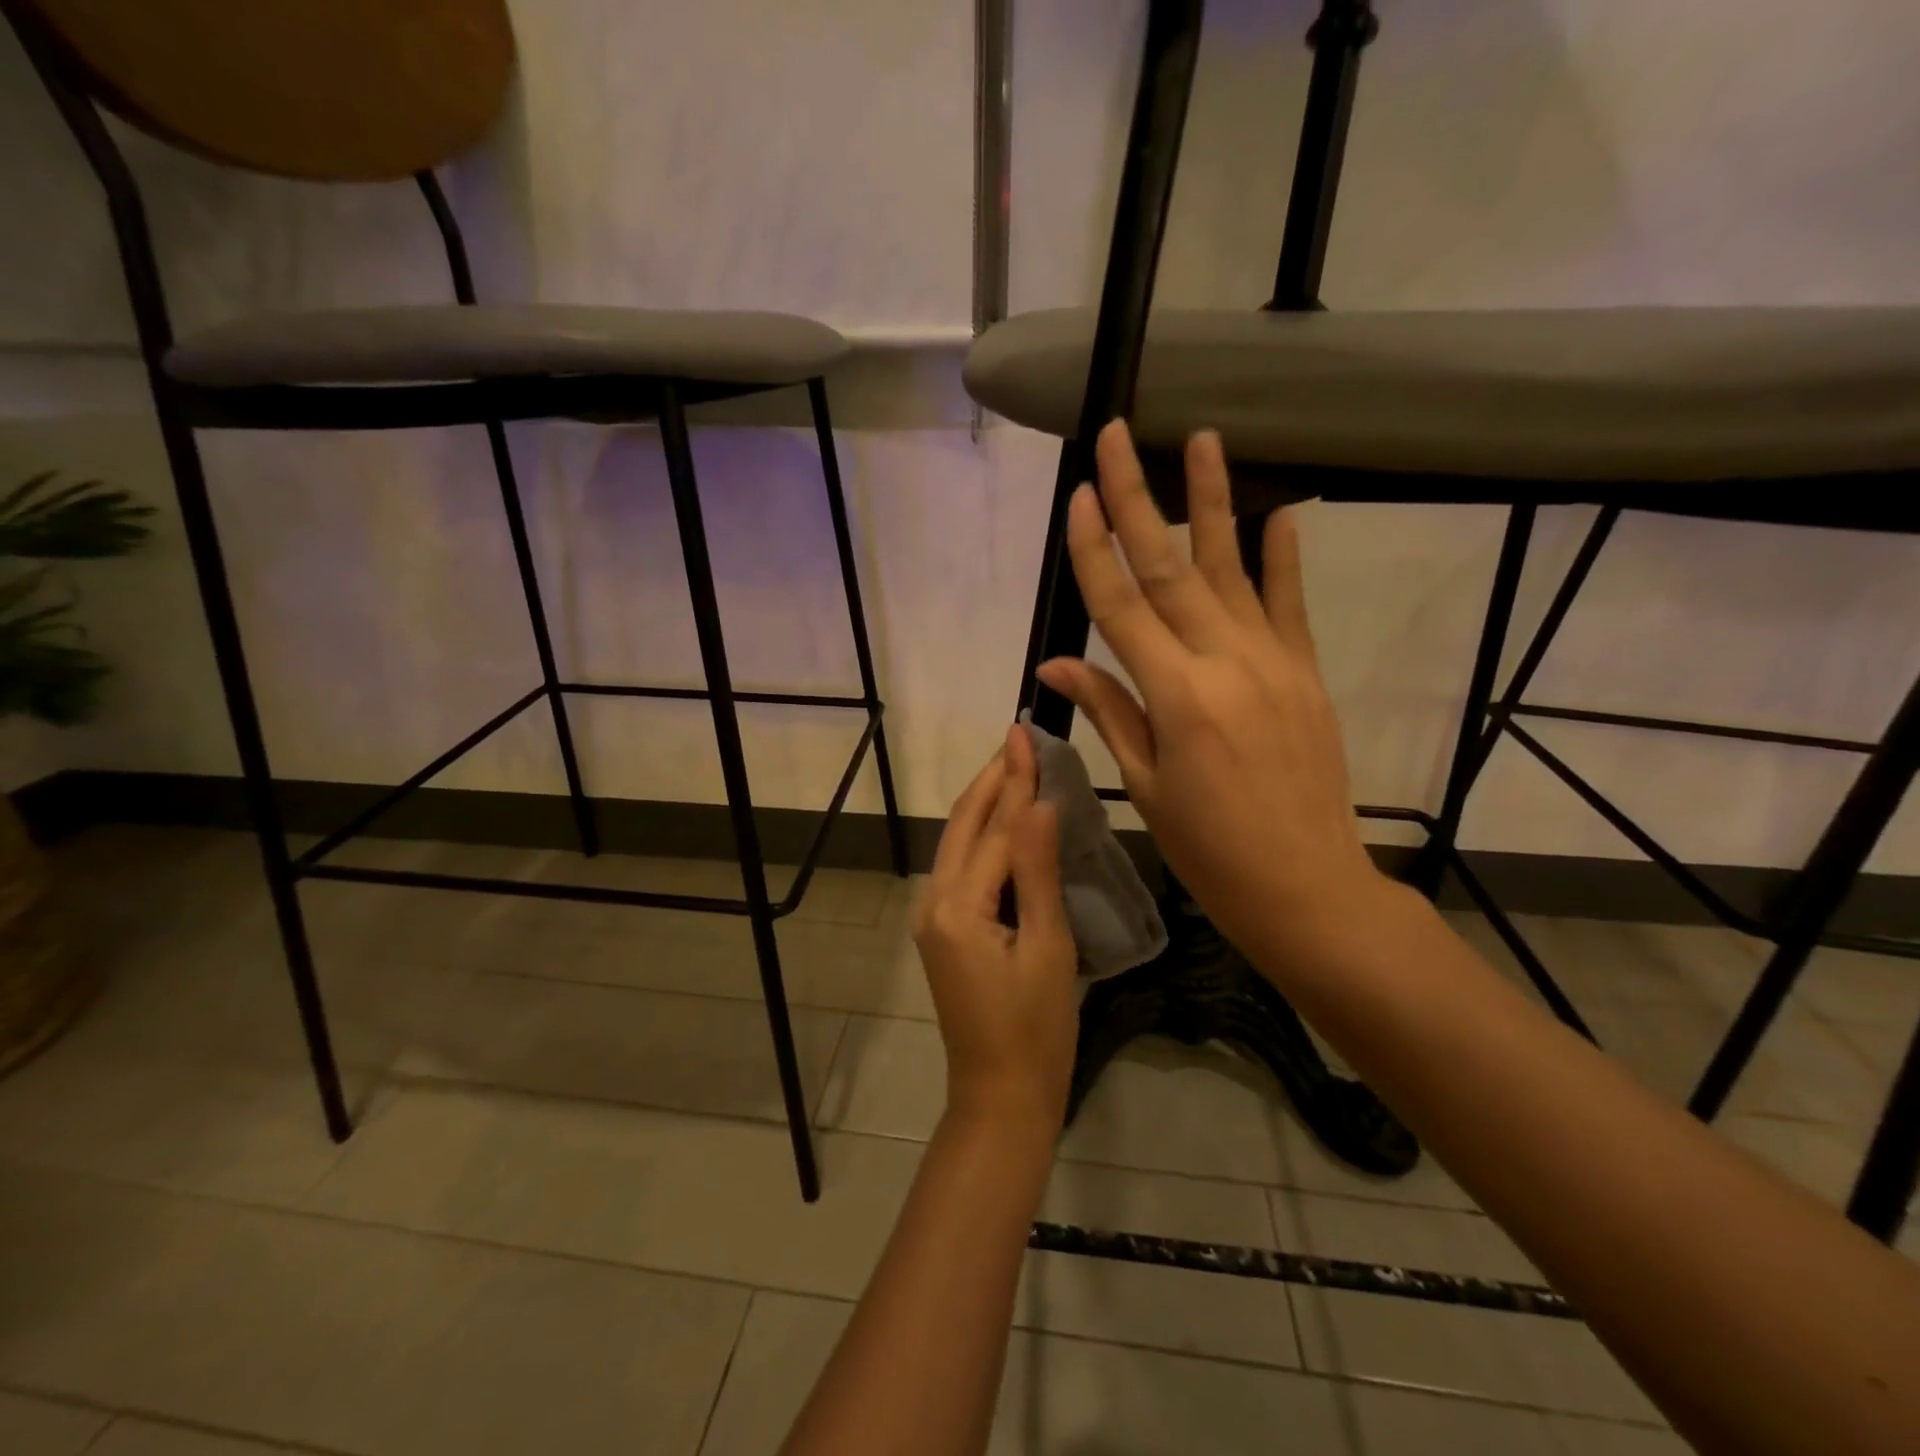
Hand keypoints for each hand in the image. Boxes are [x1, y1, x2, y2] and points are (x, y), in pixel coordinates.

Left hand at [914, 724, 1078, 1135]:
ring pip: (958, 844)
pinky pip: (961, 868)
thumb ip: (1037, 872)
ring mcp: (932, 918)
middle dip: (991, 781)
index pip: (995, 828)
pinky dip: (983, 837)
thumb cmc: (1037, 1029)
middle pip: (964, 826)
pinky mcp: (941, 931)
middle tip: (1018, 738)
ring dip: (986, 804)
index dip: (1014, 779)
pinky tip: (1007, 824)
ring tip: (1015, 768)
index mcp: (958, 907)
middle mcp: (934, 902)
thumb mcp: (1047, 947)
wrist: (1000, 1095)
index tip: (1024, 732)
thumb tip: (1039, 803)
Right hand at [1034, 421, 1392, 981]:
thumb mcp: (1146, 786)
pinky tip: (1276, 511)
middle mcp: (1224, 662)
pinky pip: (1289, 603)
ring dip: (1211, 501)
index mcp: (1176, 696)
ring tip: (1202, 439)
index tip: (1076, 496)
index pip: (1121, 606)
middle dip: (1137, 497)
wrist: (1308, 886)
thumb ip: (1109, 711)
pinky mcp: (1305, 672)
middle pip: (1169, 566)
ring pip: (1232, 568)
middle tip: (1119, 435)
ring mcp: (1273, 661)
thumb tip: (1054, 666)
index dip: (1094, 549)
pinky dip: (1282, 555)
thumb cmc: (1211, 848)